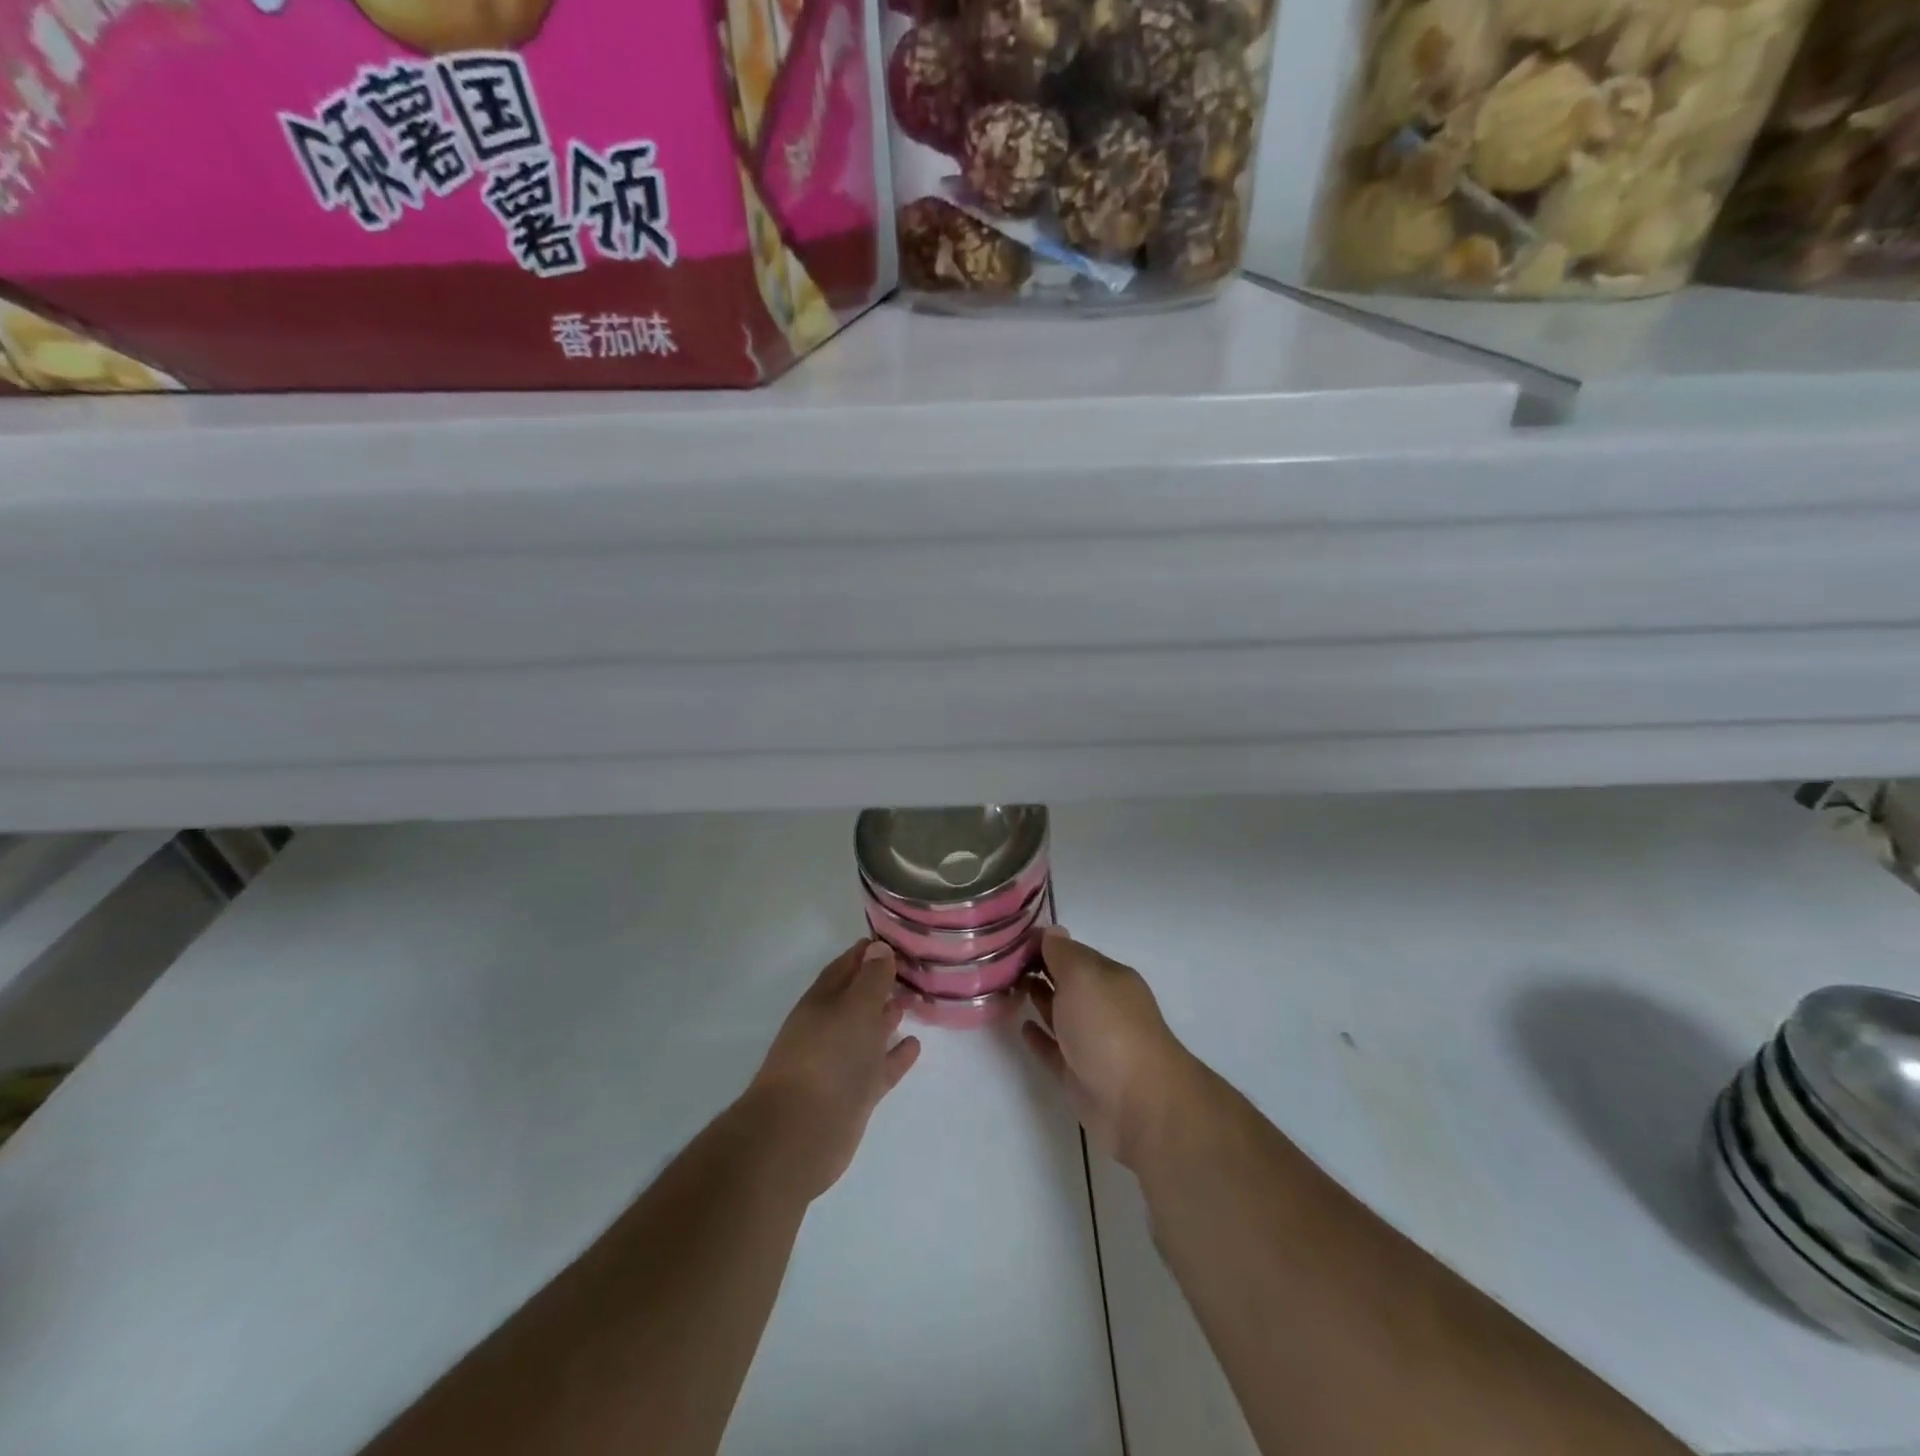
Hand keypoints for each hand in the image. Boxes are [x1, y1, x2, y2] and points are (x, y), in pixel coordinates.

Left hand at [746, 940, 921, 1199]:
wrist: (800, 1133)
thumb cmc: (828, 1058)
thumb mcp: (854, 1008)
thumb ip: (871, 979)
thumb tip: (878, 948)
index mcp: (822, 1002)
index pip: (845, 967)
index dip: (867, 953)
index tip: (893, 940)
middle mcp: (830, 1028)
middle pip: (857, 998)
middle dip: (879, 982)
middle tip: (911, 968)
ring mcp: (842, 1063)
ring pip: (868, 1032)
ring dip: (888, 1016)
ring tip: (913, 1000)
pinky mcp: (855, 1094)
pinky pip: (880, 1067)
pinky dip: (896, 1056)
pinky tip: (915, 1045)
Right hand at [1023, 927, 1197, 1168]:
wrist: (1138, 1104)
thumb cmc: (1109, 1028)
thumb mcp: (1084, 977)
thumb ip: (1063, 954)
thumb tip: (1052, 932)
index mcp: (1108, 978)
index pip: (1072, 952)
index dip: (1044, 944)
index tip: (1009, 939)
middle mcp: (1102, 1006)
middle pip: (1066, 981)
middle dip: (1039, 970)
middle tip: (999, 962)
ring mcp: (1091, 1042)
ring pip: (1059, 1014)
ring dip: (1037, 999)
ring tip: (1005, 988)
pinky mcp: (1079, 1074)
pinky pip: (1054, 1049)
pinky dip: (1039, 1037)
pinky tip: (1022, 1028)